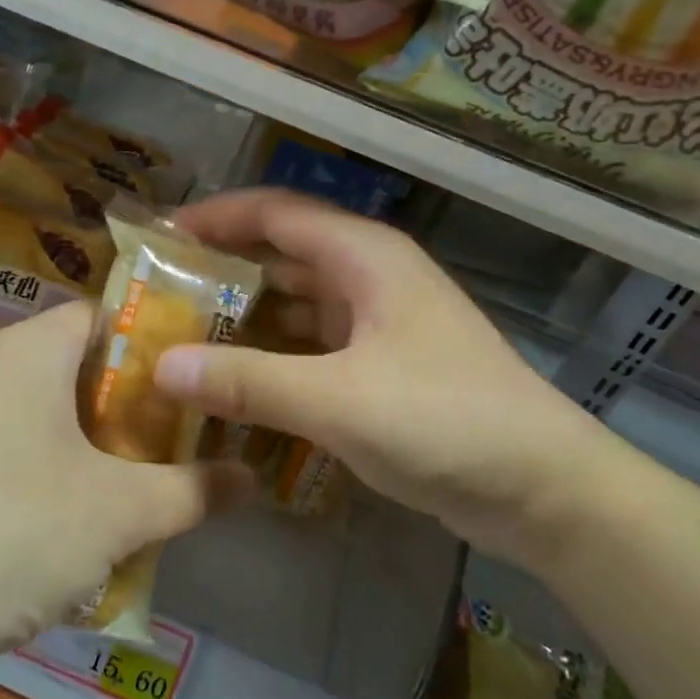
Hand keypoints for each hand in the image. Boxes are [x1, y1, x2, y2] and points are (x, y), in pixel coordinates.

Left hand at [0, 303, 245, 667]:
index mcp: (30, 350)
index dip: (157, 340)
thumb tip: (255, 478)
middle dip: (132, 405)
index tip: (197, 378)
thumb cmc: (16, 529)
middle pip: (78, 367)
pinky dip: (53, 476)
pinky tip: (75, 531)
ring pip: (47, 416)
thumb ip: (194, 489)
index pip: (105, 315)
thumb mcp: (121, 512)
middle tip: (180, 440)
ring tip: (139, 489)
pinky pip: (13, 453)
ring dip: (95, 448)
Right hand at [151, 189, 622, 561]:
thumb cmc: (445, 420)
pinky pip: (312, 347)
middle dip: (220, 270)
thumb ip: (247, 381)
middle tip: (156, 296)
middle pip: (281, 255)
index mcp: (363, 256)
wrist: (543, 486)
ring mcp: (378, 323)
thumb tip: (160, 366)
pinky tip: (234, 384)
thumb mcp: (337, 400)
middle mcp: (369, 277)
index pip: (274, 212)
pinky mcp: (382, 367)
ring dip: (244, 318)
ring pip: (295, 304)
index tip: (156, 238)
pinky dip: (273, 357)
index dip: (213, 217)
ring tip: (182, 339)